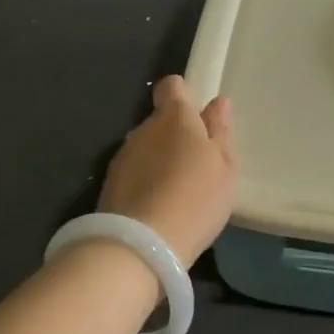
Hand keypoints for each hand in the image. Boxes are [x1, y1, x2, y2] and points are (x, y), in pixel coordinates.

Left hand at [100, 76, 235, 267]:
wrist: (140, 245)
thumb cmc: (196, 199)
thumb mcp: (223, 167)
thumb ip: (220, 132)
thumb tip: (218, 103)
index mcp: (175, 117)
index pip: (172, 87)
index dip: (184, 96)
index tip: (198, 117)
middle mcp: (144, 129)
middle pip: (160, 120)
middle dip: (175, 135)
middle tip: (197, 164)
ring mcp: (123, 156)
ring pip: (146, 148)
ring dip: (160, 160)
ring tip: (178, 190)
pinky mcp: (110, 184)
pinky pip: (134, 172)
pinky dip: (146, 182)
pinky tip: (159, 206)